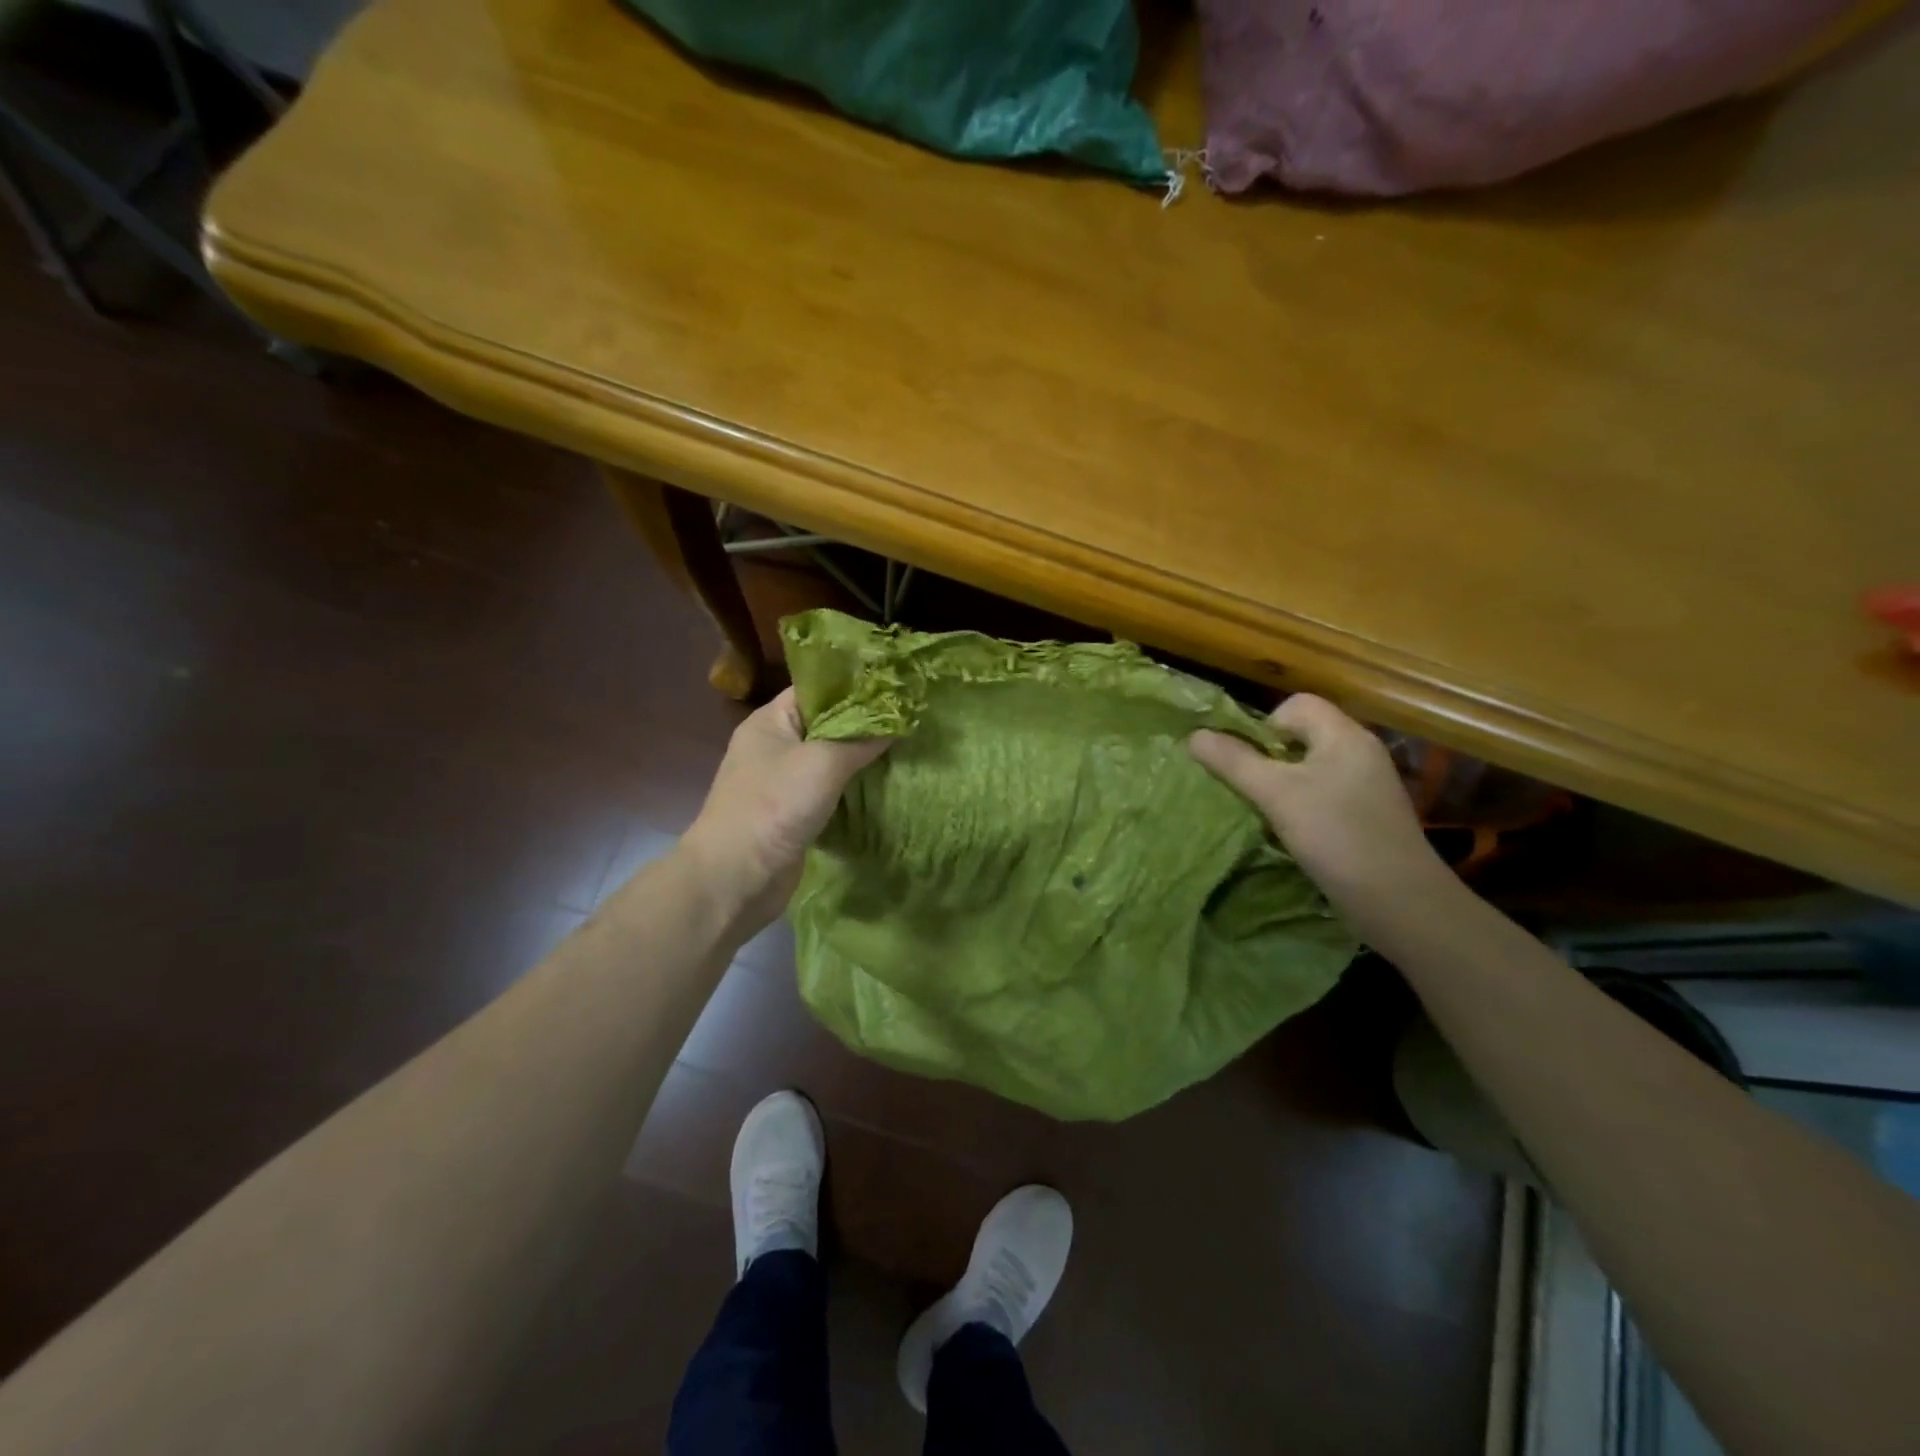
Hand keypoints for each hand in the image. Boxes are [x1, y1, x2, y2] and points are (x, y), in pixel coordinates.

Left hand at [680, 688, 890, 925]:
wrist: (737, 877)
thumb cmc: (774, 806)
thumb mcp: (822, 763)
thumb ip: (861, 739)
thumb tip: (897, 721)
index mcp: (771, 721)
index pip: (817, 688)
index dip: (854, 684)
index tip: (895, 685)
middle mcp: (775, 745)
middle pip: (827, 723)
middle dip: (865, 723)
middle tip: (909, 717)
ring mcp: (783, 781)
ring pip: (831, 759)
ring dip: (862, 758)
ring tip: (906, 747)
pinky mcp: (795, 813)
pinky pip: (831, 791)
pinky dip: (854, 788)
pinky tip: (886, 785)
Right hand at [1189, 694, 1450, 924]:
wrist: (1401, 903)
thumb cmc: (1337, 837)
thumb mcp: (1276, 795)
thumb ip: (1234, 762)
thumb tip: (1194, 735)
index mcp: (1344, 736)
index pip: (1297, 705)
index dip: (1265, 725)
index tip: (1249, 761)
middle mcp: (1359, 752)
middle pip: (1302, 735)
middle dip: (1267, 758)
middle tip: (1250, 789)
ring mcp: (1366, 785)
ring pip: (1310, 768)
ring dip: (1281, 785)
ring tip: (1266, 812)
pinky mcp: (1367, 815)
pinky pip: (1323, 794)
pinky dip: (1302, 806)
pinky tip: (1293, 833)